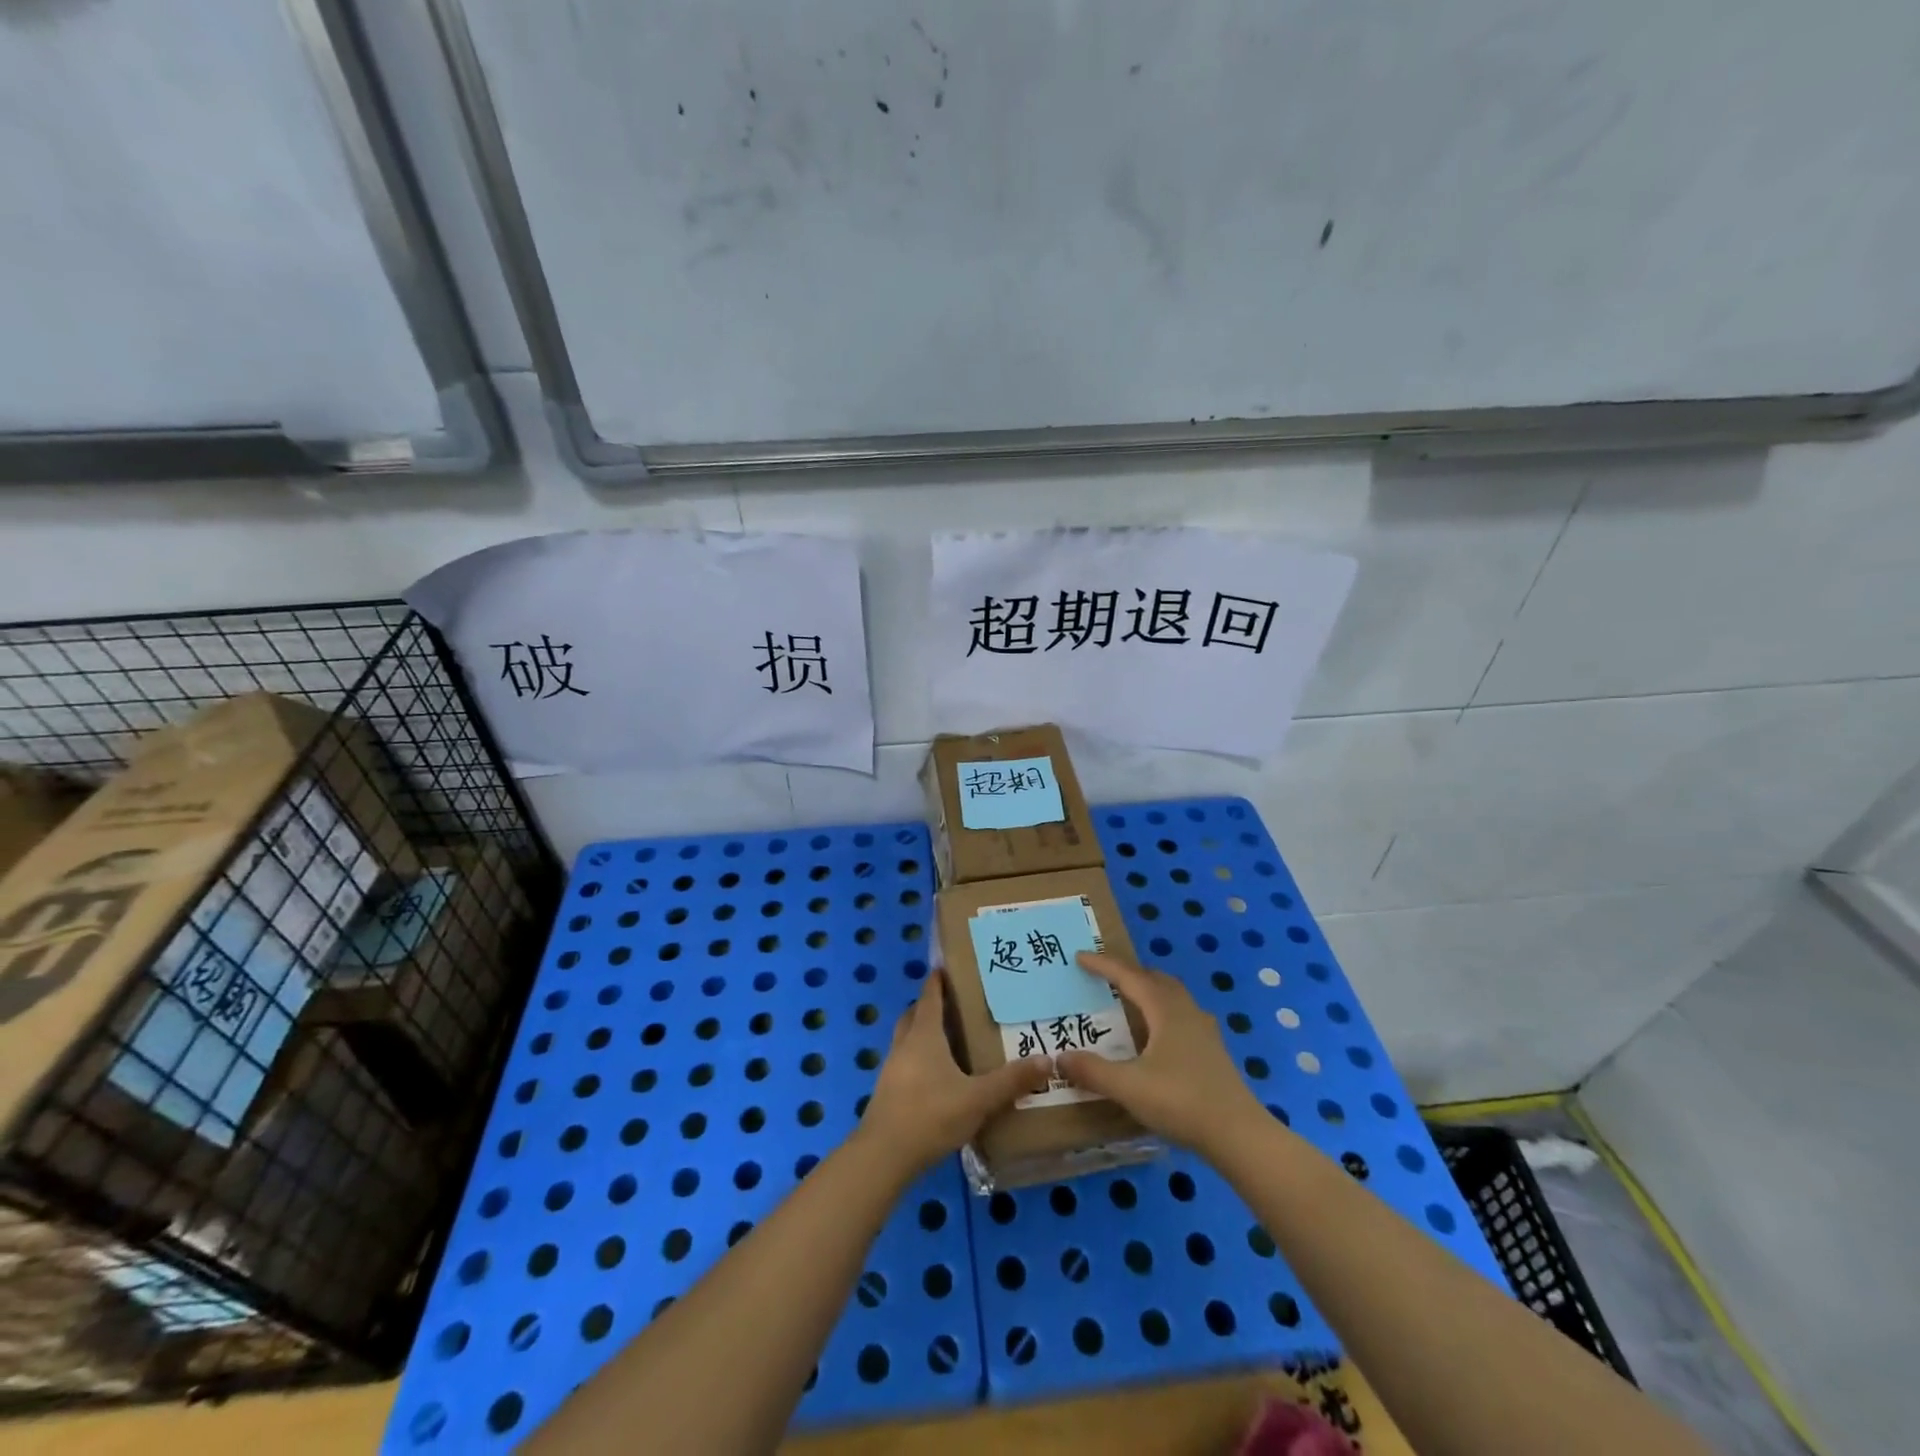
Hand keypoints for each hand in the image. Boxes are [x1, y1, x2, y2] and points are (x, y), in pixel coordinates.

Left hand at [857, 971, 1051, 1177]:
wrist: (883, 1156)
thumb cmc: (931, 1115)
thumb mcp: (978, 1099)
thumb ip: (1011, 1080)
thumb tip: (1047, 1060)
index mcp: (924, 1036)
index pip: (930, 997)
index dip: (937, 981)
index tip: (945, 966)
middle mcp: (905, 1045)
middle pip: (914, 1014)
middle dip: (929, 1005)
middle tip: (953, 1003)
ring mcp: (892, 1068)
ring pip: (906, 1038)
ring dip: (922, 1032)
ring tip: (948, 1038)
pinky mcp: (887, 1091)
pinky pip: (904, 1061)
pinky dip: (918, 1057)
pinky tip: (936, 1076)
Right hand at [1057, 952, 1267, 1155]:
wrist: (1239, 1135)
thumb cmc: (1181, 1101)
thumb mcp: (1129, 1087)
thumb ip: (1093, 1071)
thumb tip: (1059, 1057)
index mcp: (1165, 1010)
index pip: (1129, 976)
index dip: (1103, 965)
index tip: (1080, 956)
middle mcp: (1186, 1011)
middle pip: (1155, 979)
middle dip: (1129, 973)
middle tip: (1105, 975)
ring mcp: (1204, 1031)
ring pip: (1172, 996)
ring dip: (1149, 991)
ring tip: (1129, 999)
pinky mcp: (1213, 1052)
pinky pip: (1181, 1016)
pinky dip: (1162, 1013)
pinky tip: (1157, 1036)